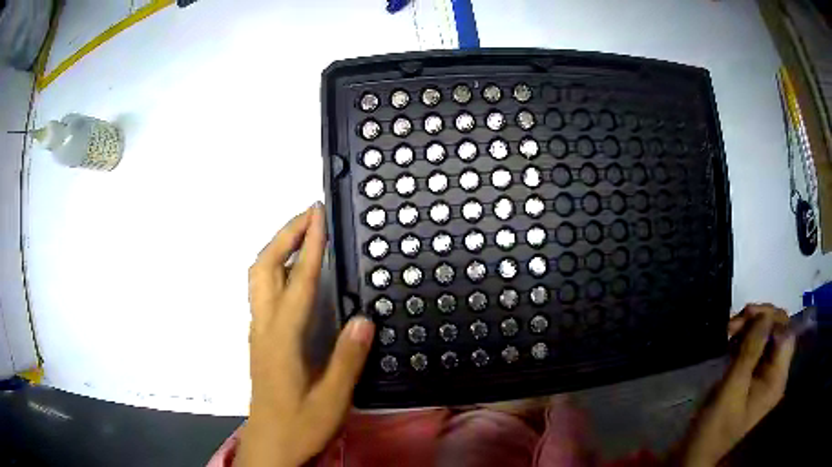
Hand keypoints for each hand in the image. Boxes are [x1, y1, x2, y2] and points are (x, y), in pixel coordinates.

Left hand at [237, 203, 375, 466]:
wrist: (269, 445)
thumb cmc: (299, 425)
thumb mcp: (331, 399)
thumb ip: (347, 359)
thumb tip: (363, 320)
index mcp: (281, 338)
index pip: (297, 281)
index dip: (310, 245)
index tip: (319, 216)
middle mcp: (264, 326)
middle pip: (264, 267)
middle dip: (285, 234)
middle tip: (309, 215)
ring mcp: (258, 331)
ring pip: (258, 277)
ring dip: (278, 248)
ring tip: (302, 235)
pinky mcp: (260, 339)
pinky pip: (262, 291)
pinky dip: (276, 268)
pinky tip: (292, 274)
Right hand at [677, 304, 795, 466]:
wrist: (696, 452)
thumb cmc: (715, 425)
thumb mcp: (732, 387)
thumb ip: (751, 350)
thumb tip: (764, 315)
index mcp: (777, 379)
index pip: (786, 334)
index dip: (771, 318)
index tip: (747, 315)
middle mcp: (775, 375)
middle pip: (777, 333)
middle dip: (758, 322)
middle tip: (734, 322)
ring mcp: (764, 377)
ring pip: (765, 339)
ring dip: (749, 329)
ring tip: (728, 331)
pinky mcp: (752, 379)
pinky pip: (755, 350)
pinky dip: (744, 341)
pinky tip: (729, 341)